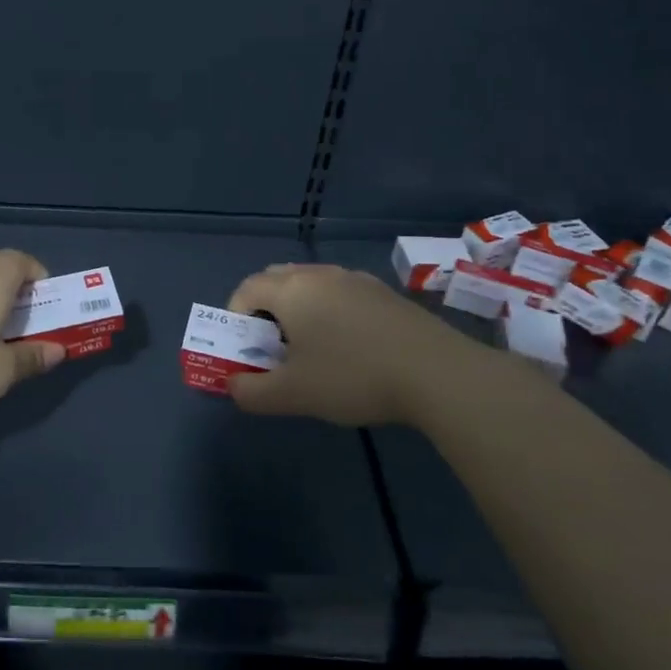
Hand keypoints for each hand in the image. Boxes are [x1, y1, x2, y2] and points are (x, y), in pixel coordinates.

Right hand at [224, 263, 482, 425]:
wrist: (436, 372)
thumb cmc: (352, 376)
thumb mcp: (293, 395)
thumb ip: (252, 392)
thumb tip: (234, 385)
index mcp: (291, 290)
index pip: (246, 289)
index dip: (234, 317)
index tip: (244, 350)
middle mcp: (319, 275)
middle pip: (276, 280)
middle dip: (264, 310)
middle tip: (272, 348)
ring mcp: (355, 280)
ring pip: (311, 285)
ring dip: (298, 310)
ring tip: (311, 349)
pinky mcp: (384, 293)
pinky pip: (341, 294)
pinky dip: (329, 312)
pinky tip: (349, 347)